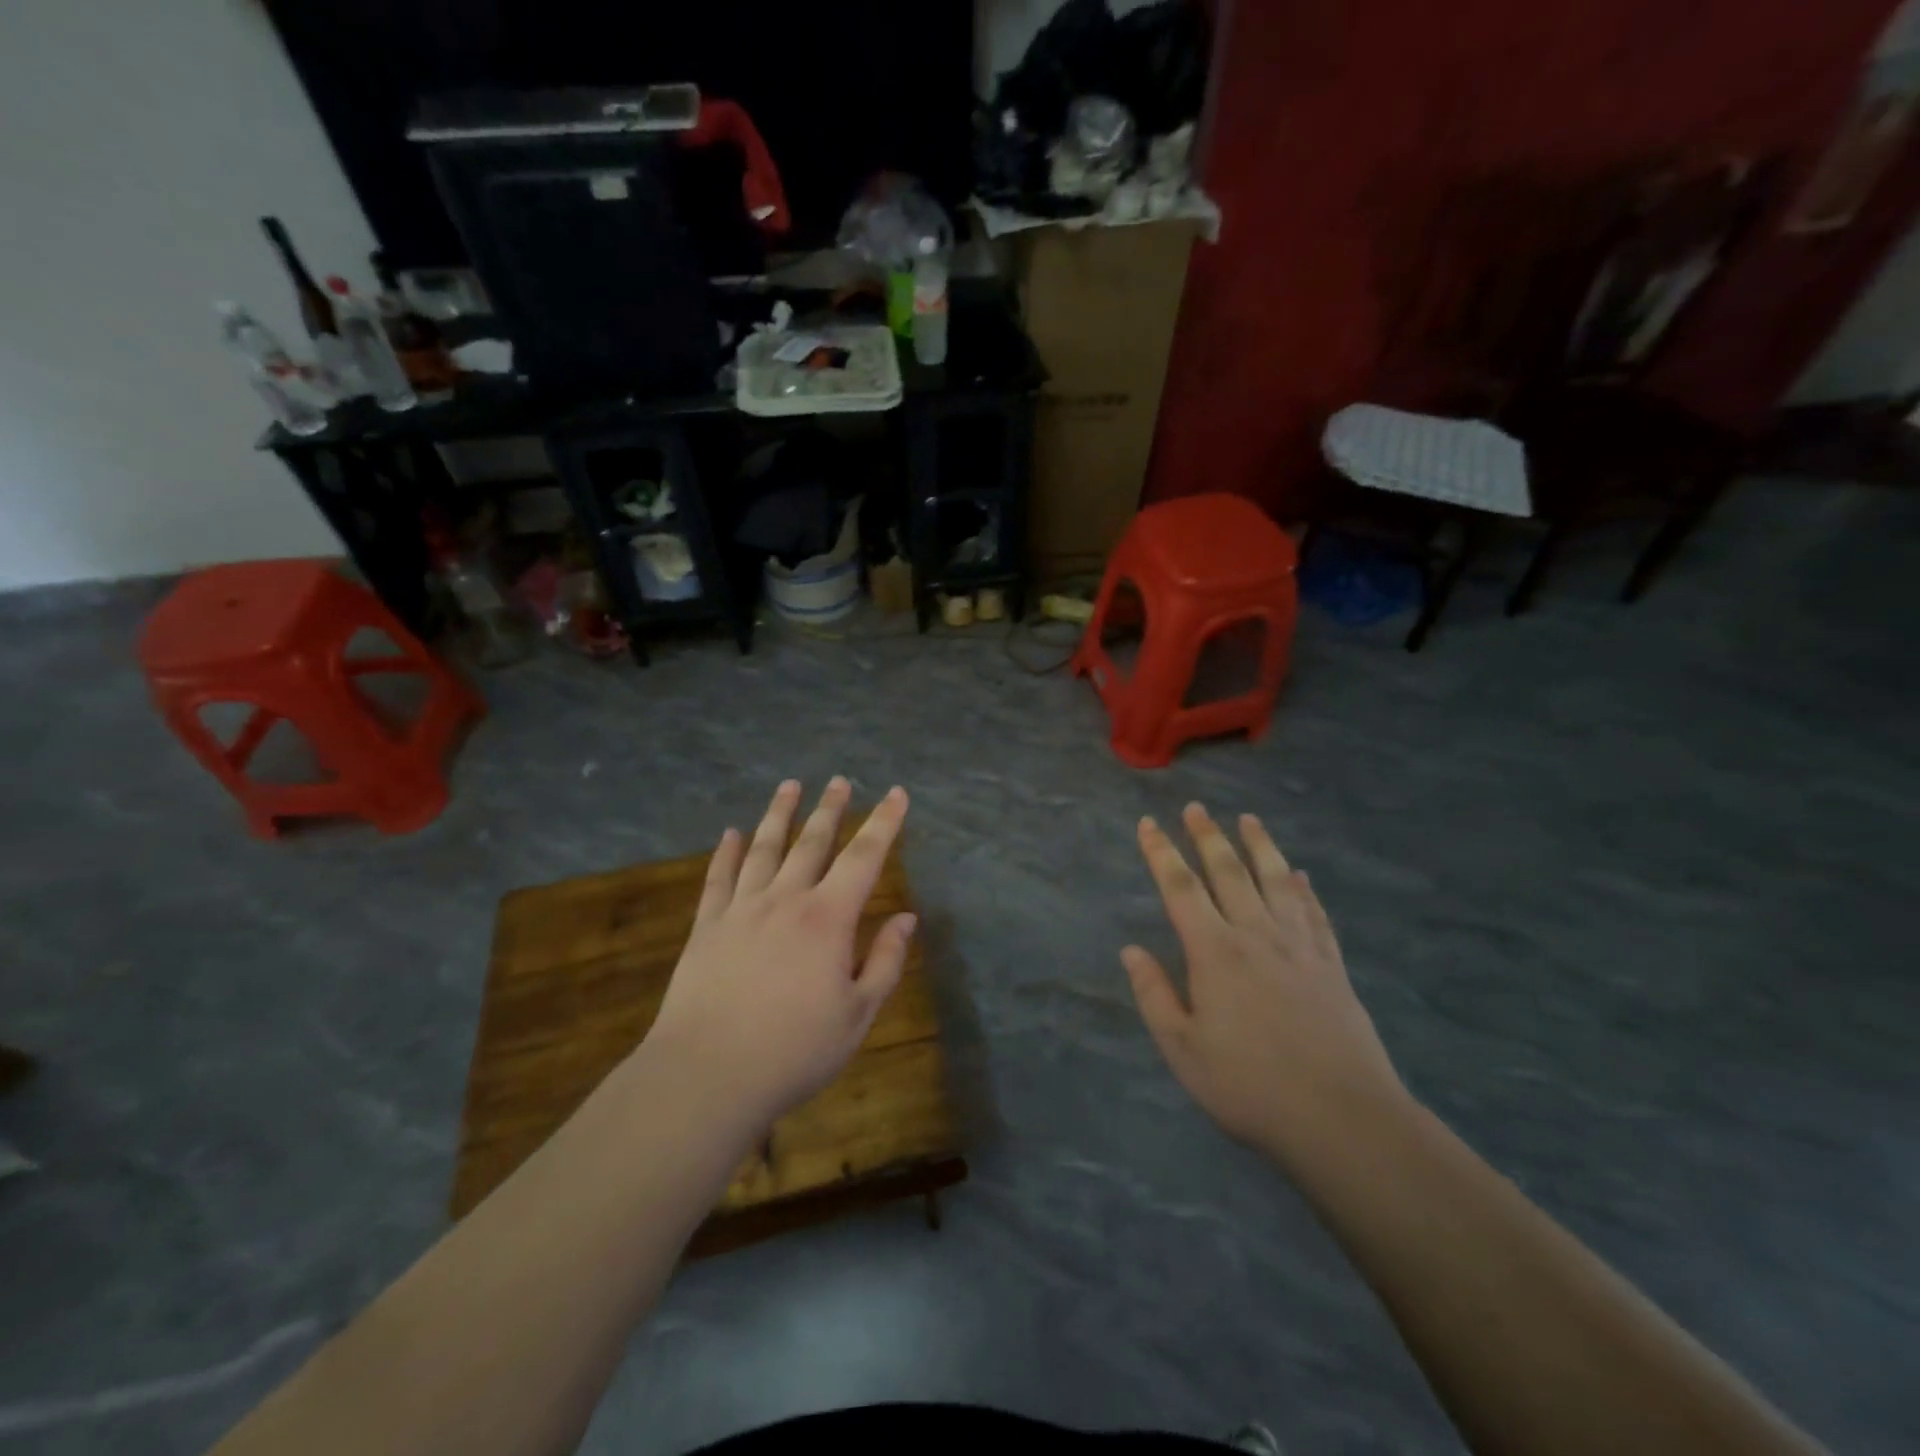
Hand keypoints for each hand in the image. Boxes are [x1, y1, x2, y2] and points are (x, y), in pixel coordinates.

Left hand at [644, 777, 915, 1130]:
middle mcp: (786, 900)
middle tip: (840, 780)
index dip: (884, 823)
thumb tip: (907, 918)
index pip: (864, 858)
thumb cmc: (794, 1050)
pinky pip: (718, 878)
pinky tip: (731, 832)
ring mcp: (742, 909)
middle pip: (812, 842)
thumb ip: (885, 961)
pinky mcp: (706, 927)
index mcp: (828, 919)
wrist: (708, 1075)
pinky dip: (726, 852)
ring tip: (789, 786)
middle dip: (830, 808)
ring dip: (779, 814)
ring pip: (765, 848)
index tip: (896, 793)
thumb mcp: (858, 1014)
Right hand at [1123, 804, 1406, 1161]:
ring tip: (1249, 819)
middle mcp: (1255, 935)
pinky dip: (1303, 888)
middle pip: (1228, 871)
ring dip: (1259, 846)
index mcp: (1214, 952)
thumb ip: (1154, 995)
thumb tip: (1131, 950)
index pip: (1180, 888)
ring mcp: (1299, 946)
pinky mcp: (1331, 965)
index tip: (1147, 824)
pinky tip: (1300, 875)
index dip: (1160, 853)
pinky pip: (1314, 913)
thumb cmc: (1250, 1086)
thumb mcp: (1183, 1050)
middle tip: (1195, 808)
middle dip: (1207, 836)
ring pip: (1275, 880)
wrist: (1342, 1117)